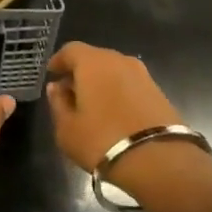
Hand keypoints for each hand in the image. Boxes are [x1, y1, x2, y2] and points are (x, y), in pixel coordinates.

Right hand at [45, 41, 185, 183]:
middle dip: (80, 72)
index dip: (59, 61)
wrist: (159, 161)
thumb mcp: (67, 128)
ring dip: (101, 83)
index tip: (52, 75)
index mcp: (93, 62)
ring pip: (114, 71)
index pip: (70, 50)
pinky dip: (119, 93)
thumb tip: (57, 88)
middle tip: (70, 92)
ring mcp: (143, 75)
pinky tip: (115, 114)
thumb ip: (58, 103)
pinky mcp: (159, 92)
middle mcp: (119, 60)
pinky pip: (130, 85)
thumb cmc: (102, 141)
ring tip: (93, 106)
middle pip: (94, 58)